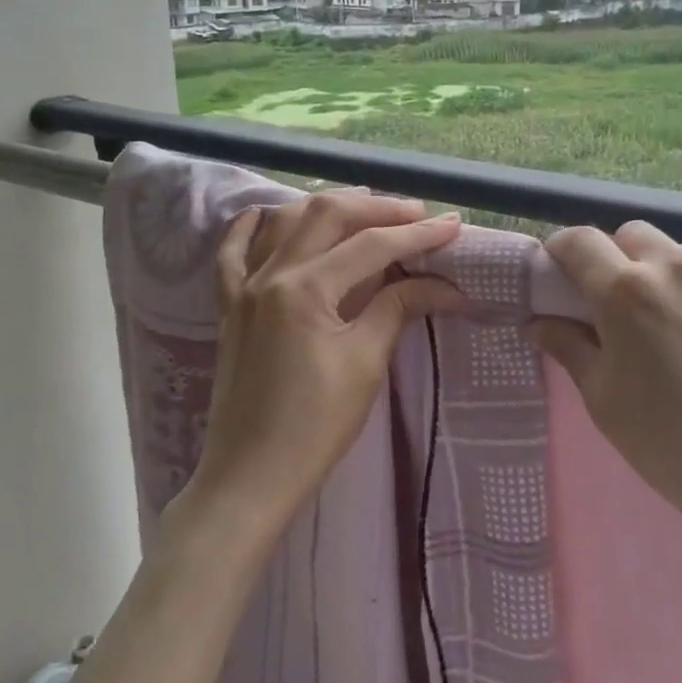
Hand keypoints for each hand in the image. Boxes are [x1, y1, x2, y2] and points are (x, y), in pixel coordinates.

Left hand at [178, 189, 462, 542]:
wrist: (250, 475)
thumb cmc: (315, 427)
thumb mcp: (365, 364)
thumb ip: (397, 309)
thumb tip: (444, 284)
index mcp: (305, 289)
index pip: (371, 246)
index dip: (417, 234)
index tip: (452, 225)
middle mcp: (271, 274)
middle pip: (327, 216)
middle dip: (377, 208)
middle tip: (416, 214)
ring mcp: (243, 287)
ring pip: (285, 221)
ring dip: (327, 207)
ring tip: (366, 207)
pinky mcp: (229, 306)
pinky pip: (232, 253)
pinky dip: (252, 227)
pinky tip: (268, 213)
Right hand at [528, 221, 681, 604]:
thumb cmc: (680, 452)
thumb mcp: (607, 404)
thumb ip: (570, 349)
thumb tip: (538, 321)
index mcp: (628, 292)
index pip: (581, 242)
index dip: (566, 250)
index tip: (567, 269)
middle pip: (638, 237)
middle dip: (628, 263)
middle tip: (642, 310)